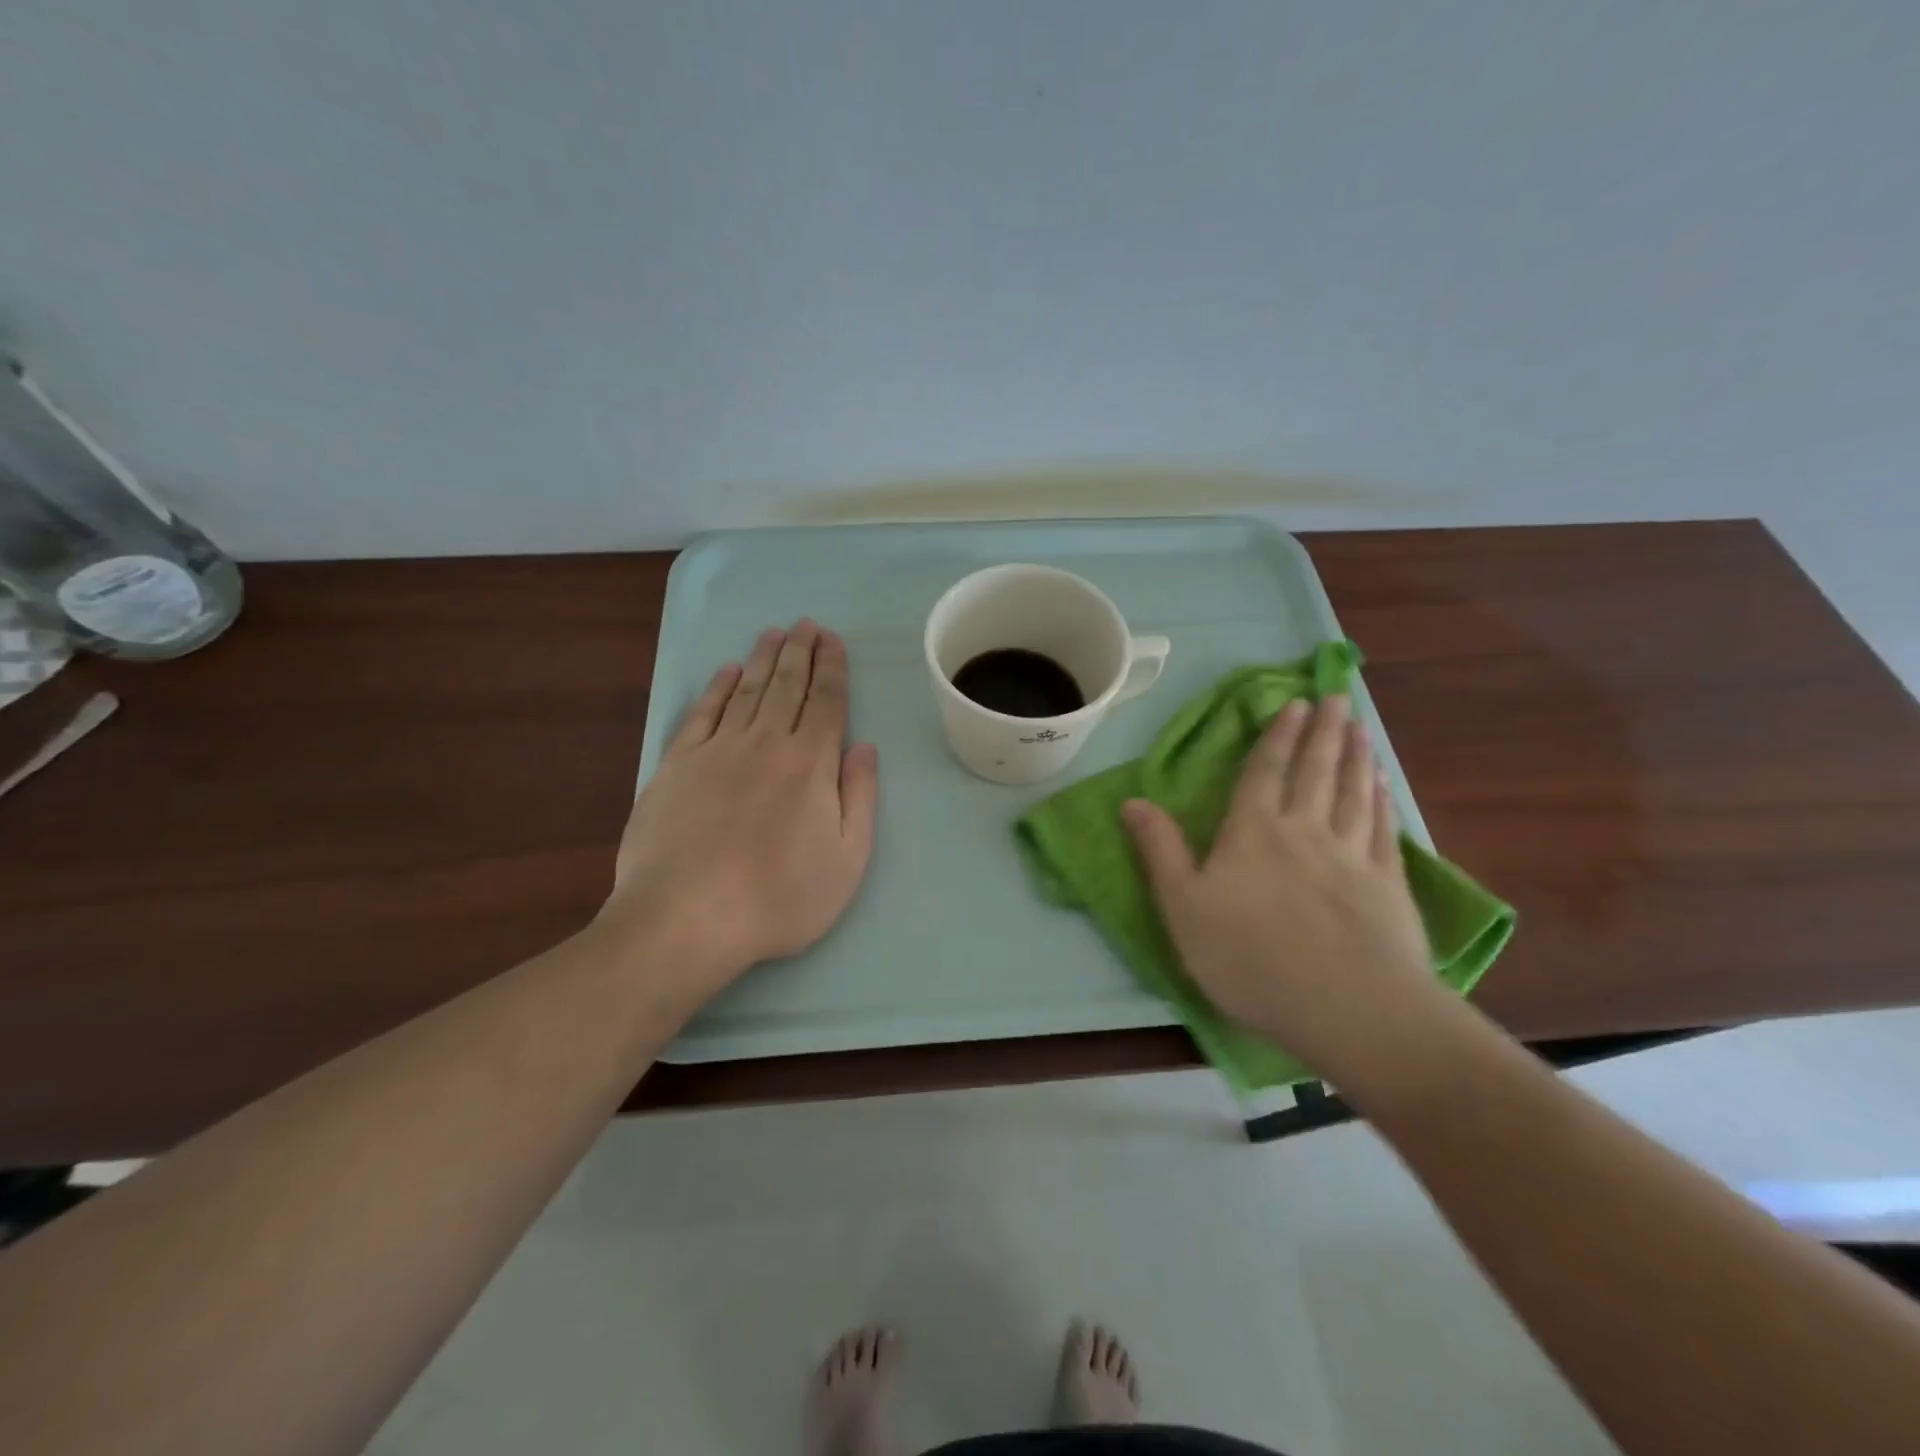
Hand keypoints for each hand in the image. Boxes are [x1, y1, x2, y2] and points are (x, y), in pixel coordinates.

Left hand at [597, 620, 877, 1005]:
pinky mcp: (676, 766)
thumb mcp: (847, 859)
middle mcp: (765, 743)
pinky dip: (717, 688)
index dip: (832, 668)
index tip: (833, 640)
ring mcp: (716, 751)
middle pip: (786, 686)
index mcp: (810, 763)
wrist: (686, 920)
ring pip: (746, 691)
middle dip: (800, 652)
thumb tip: (865, 747)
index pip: (826, 702)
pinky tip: (726, 672)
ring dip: (763, 659)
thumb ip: (859, 797)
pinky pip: (702, 714)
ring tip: (774, 634)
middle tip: (806, 624)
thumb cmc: (780, 898)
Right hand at [1123, 695, 1436, 1077]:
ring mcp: (1353, 854)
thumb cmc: (1250, 957)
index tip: (1293, 704)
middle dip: (1323, 732)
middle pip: (1315, 770)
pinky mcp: (1389, 884)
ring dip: (1355, 755)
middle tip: (1334, 698)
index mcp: (1254, 832)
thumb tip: (1131, 801)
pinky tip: (1383, 784)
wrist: (1348, 1008)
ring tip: (1359, 727)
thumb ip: (1159, 850)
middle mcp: (1305, 829)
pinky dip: (1382, 798)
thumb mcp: (1183, 907)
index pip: (1265, 772)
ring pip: (1354, 790)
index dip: (1277, 737)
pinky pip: (1383, 826)